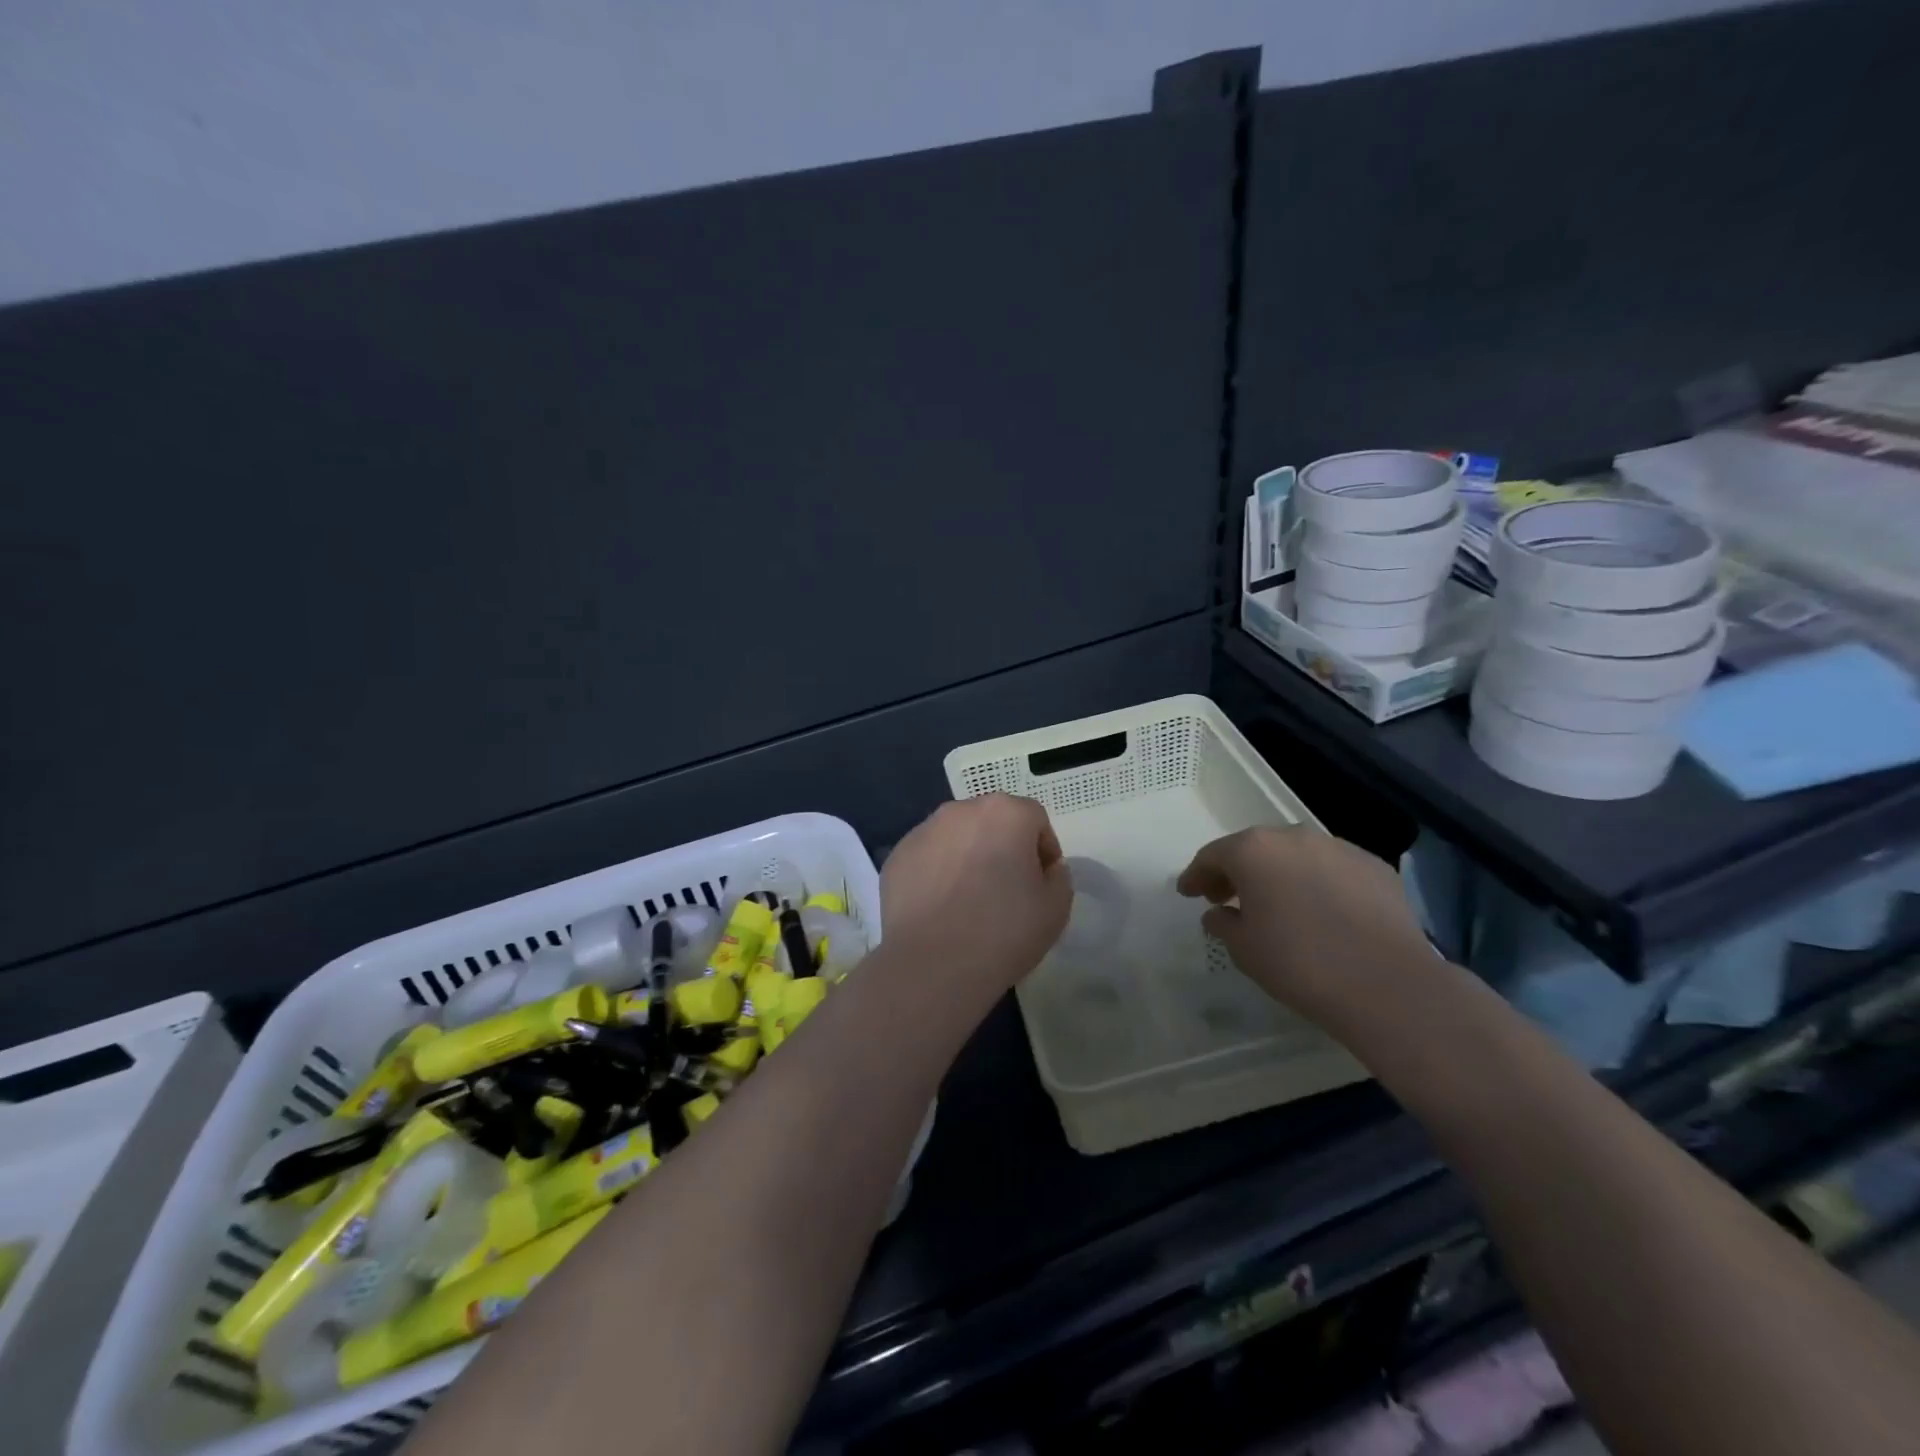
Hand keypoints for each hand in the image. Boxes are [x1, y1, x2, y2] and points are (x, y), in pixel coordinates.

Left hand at [882, 794, 1072, 992]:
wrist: (933, 965)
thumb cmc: (1004, 931)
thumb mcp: (1056, 907)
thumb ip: (1058, 875)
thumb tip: (1043, 868)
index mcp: (1005, 812)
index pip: (1034, 820)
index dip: (1043, 851)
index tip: (1041, 884)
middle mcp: (961, 810)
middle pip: (992, 822)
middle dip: (1003, 847)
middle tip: (1006, 891)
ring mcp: (923, 831)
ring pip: (956, 837)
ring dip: (967, 857)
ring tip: (968, 901)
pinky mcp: (896, 856)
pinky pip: (927, 858)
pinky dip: (936, 874)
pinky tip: (940, 909)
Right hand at [1176, 827, 1431, 1025]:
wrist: (1387, 985)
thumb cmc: (1299, 963)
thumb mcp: (1244, 949)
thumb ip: (1223, 923)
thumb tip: (1219, 913)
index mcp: (1253, 851)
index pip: (1213, 856)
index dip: (1196, 875)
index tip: (1188, 893)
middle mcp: (1294, 837)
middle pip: (1255, 848)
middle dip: (1237, 871)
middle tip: (1226, 897)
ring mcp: (1339, 848)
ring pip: (1296, 855)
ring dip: (1280, 874)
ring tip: (1277, 904)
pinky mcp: (1375, 867)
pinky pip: (1333, 870)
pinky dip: (1318, 883)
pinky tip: (1322, 911)